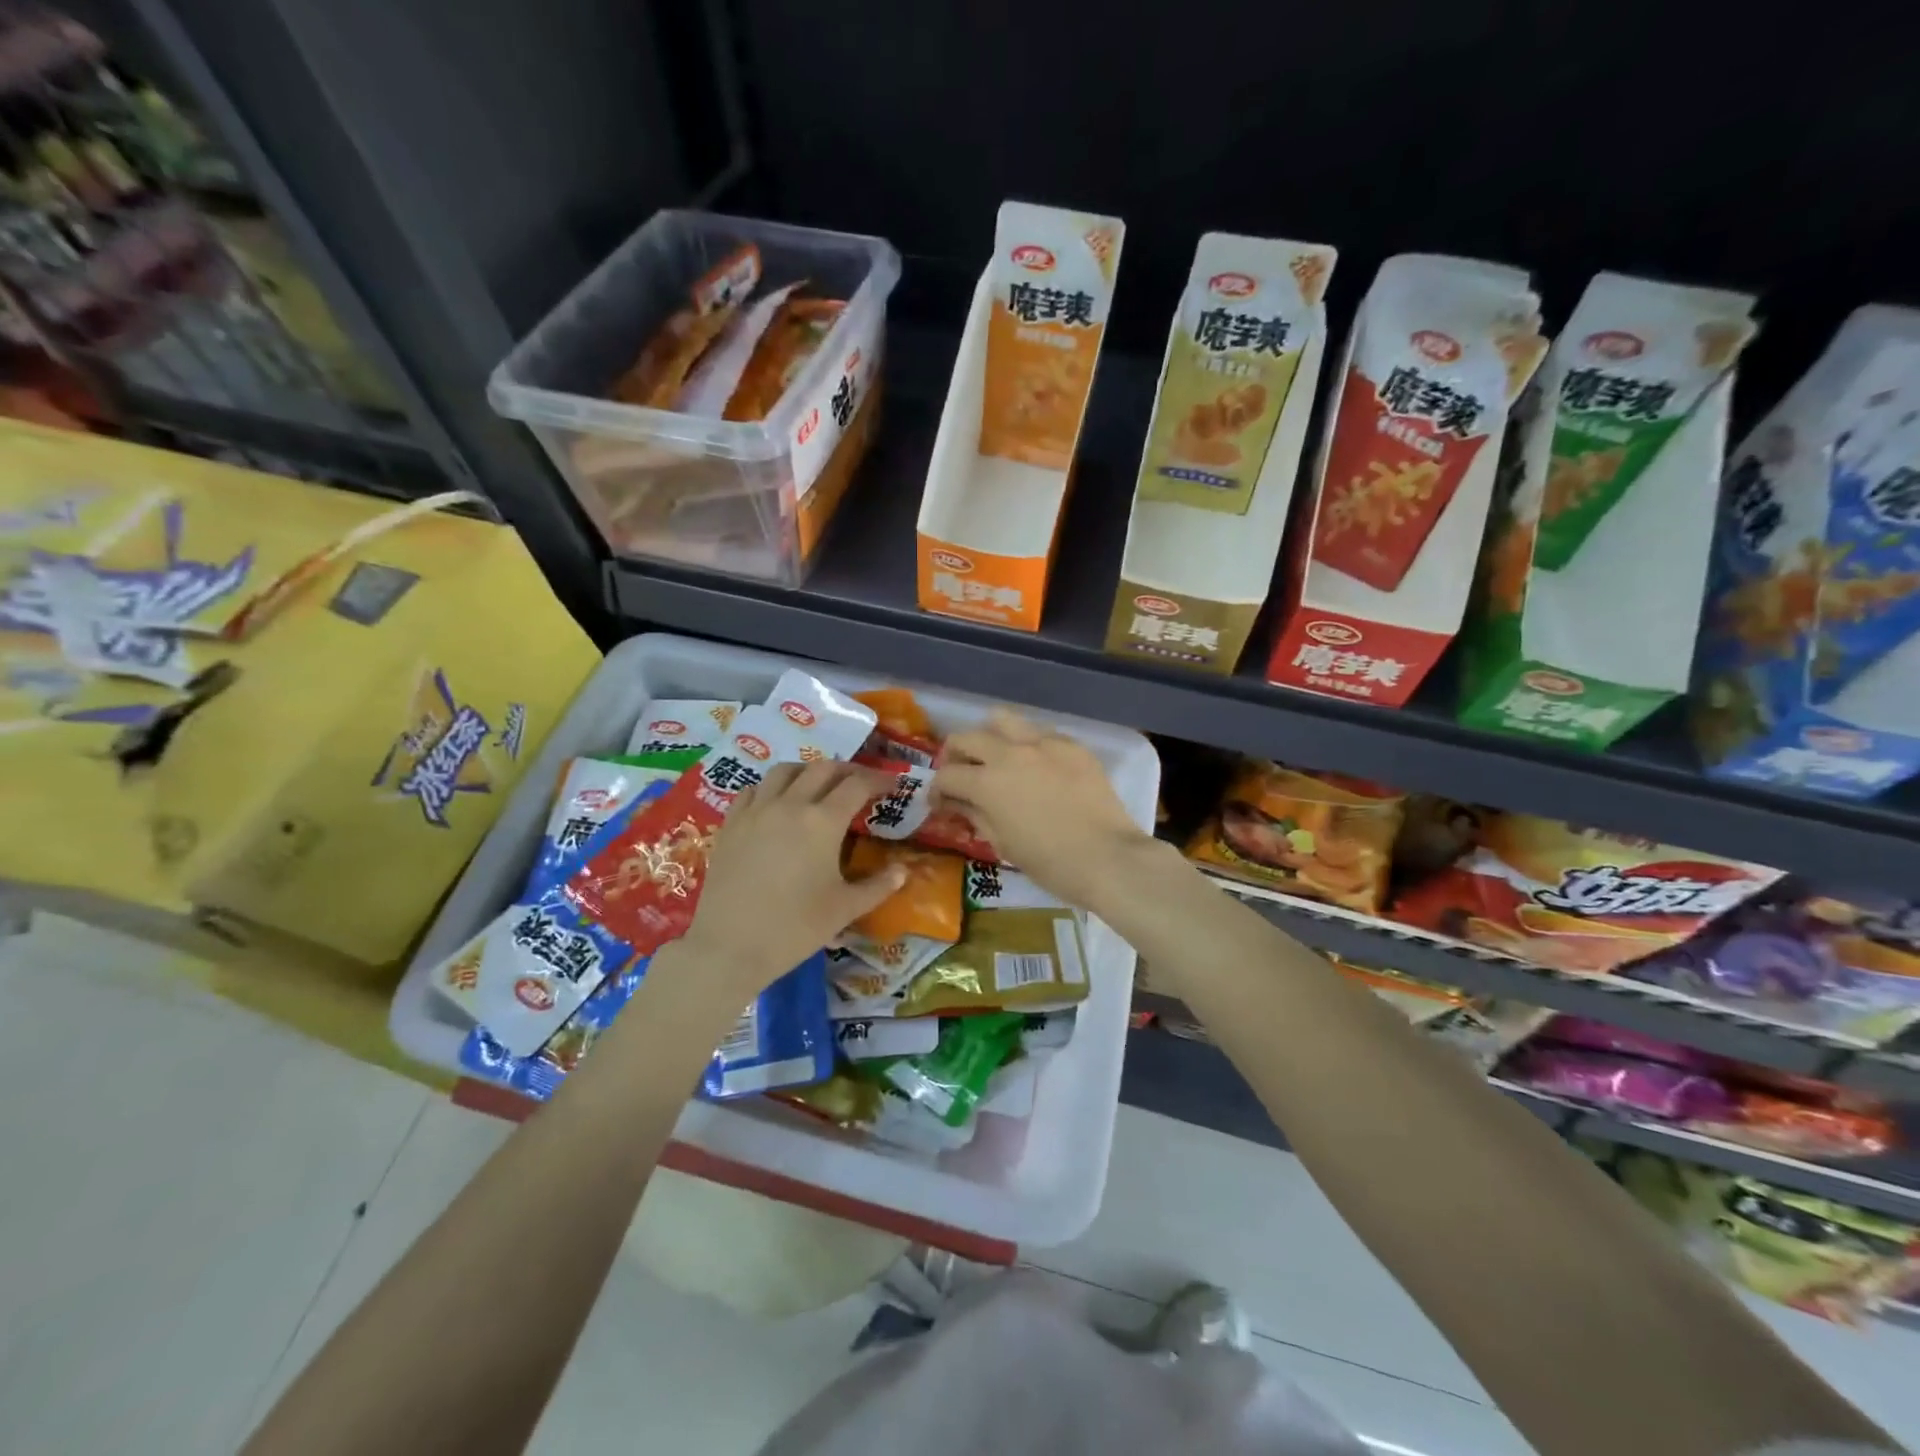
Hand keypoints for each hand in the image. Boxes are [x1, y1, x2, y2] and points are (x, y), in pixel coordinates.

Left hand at [680, 760, 904, 994]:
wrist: (729, 946)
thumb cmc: (794, 928)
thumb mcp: (845, 909)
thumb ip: (879, 886)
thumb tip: (903, 870)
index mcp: (823, 821)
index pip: (857, 785)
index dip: (878, 780)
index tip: (892, 785)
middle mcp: (790, 804)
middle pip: (823, 768)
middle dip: (847, 770)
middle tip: (861, 784)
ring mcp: (756, 811)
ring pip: (785, 771)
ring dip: (808, 771)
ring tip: (819, 785)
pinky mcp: (731, 824)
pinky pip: (754, 789)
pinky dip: (772, 787)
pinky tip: (777, 803)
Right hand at [937, 710, 1157, 909]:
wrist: (1108, 857)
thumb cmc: (1050, 863)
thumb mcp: (1003, 844)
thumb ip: (975, 815)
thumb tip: (957, 803)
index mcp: (987, 783)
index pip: (947, 775)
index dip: (937, 790)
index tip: (941, 803)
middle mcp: (1009, 753)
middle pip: (967, 738)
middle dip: (955, 756)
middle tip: (962, 775)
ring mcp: (1043, 743)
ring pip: (1002, 720)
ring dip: (990, 737)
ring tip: (997, 758)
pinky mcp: (1072, 745)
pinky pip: (1040, 733)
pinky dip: (1028, 746)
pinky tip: (1038, 768)